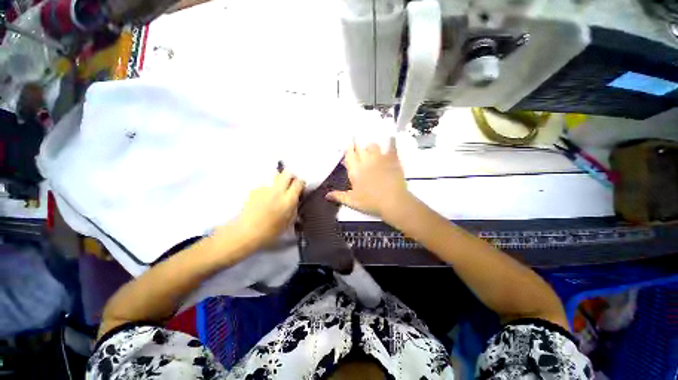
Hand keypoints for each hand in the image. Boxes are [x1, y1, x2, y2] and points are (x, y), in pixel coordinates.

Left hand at [230, 171, 304, 251]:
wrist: (246, 232)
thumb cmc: (270, 231)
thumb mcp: (289, 221)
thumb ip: (294, 207)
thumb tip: (296, 199)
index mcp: (288, 199)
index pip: (299, 182)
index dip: (301, 183)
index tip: (301, 187)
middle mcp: (277, 190)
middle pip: (287, 173)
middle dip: (291, 176)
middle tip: (291, 184)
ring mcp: (265, 188)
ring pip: (275, 174)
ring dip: (280, 178)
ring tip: (279, 187)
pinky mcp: (254, 189)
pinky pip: (265, 181)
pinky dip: (269, 185)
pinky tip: (267, 194)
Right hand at [326, 139, 411, 219]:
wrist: (392, 202)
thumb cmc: (371, 202)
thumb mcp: (352, 201)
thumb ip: (339, 196)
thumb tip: (326, 195)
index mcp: (355, 171)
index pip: (349, 155)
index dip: (348, 149)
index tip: (348, 145)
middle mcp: (366, 161)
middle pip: (360, 148)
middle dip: (358, 146)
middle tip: (358, 147)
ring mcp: (380, 159)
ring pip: (373, 146)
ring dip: (370, 146)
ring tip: (370, 148)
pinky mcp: (392, 159)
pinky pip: (391, 146)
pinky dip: (391, 142)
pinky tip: (390, 138)